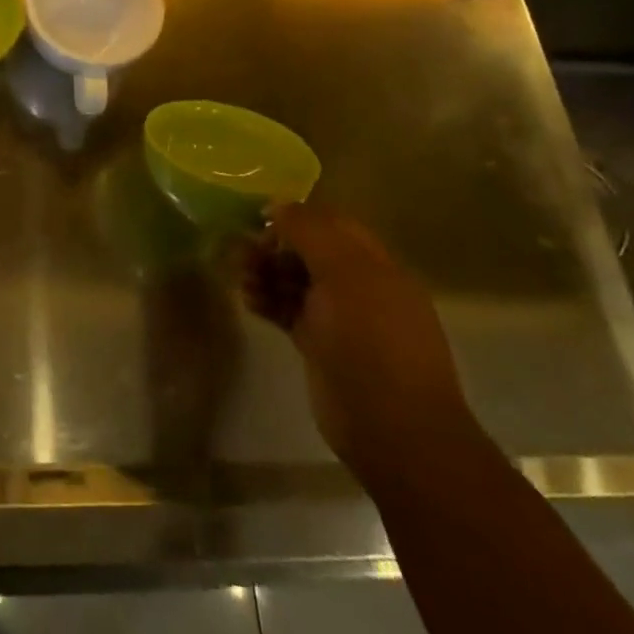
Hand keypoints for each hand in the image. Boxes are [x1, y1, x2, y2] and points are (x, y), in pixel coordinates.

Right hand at [238, 202, 480, 488]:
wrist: (392, 427)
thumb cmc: (372, 339)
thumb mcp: (343, 272)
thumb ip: (310, 232)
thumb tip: (278, 205)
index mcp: (375, 263)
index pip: (331, 224)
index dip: (296, 216)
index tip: (259, 219)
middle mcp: (359, 286)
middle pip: (309, 251)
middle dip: (274, 246)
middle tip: (241, 251)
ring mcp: (340, 318)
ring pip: (295, 281)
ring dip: (265, 273)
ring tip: (240, 277)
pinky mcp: (320, 346)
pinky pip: (288, 311)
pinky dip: (268, 302)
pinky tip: (249, 301)